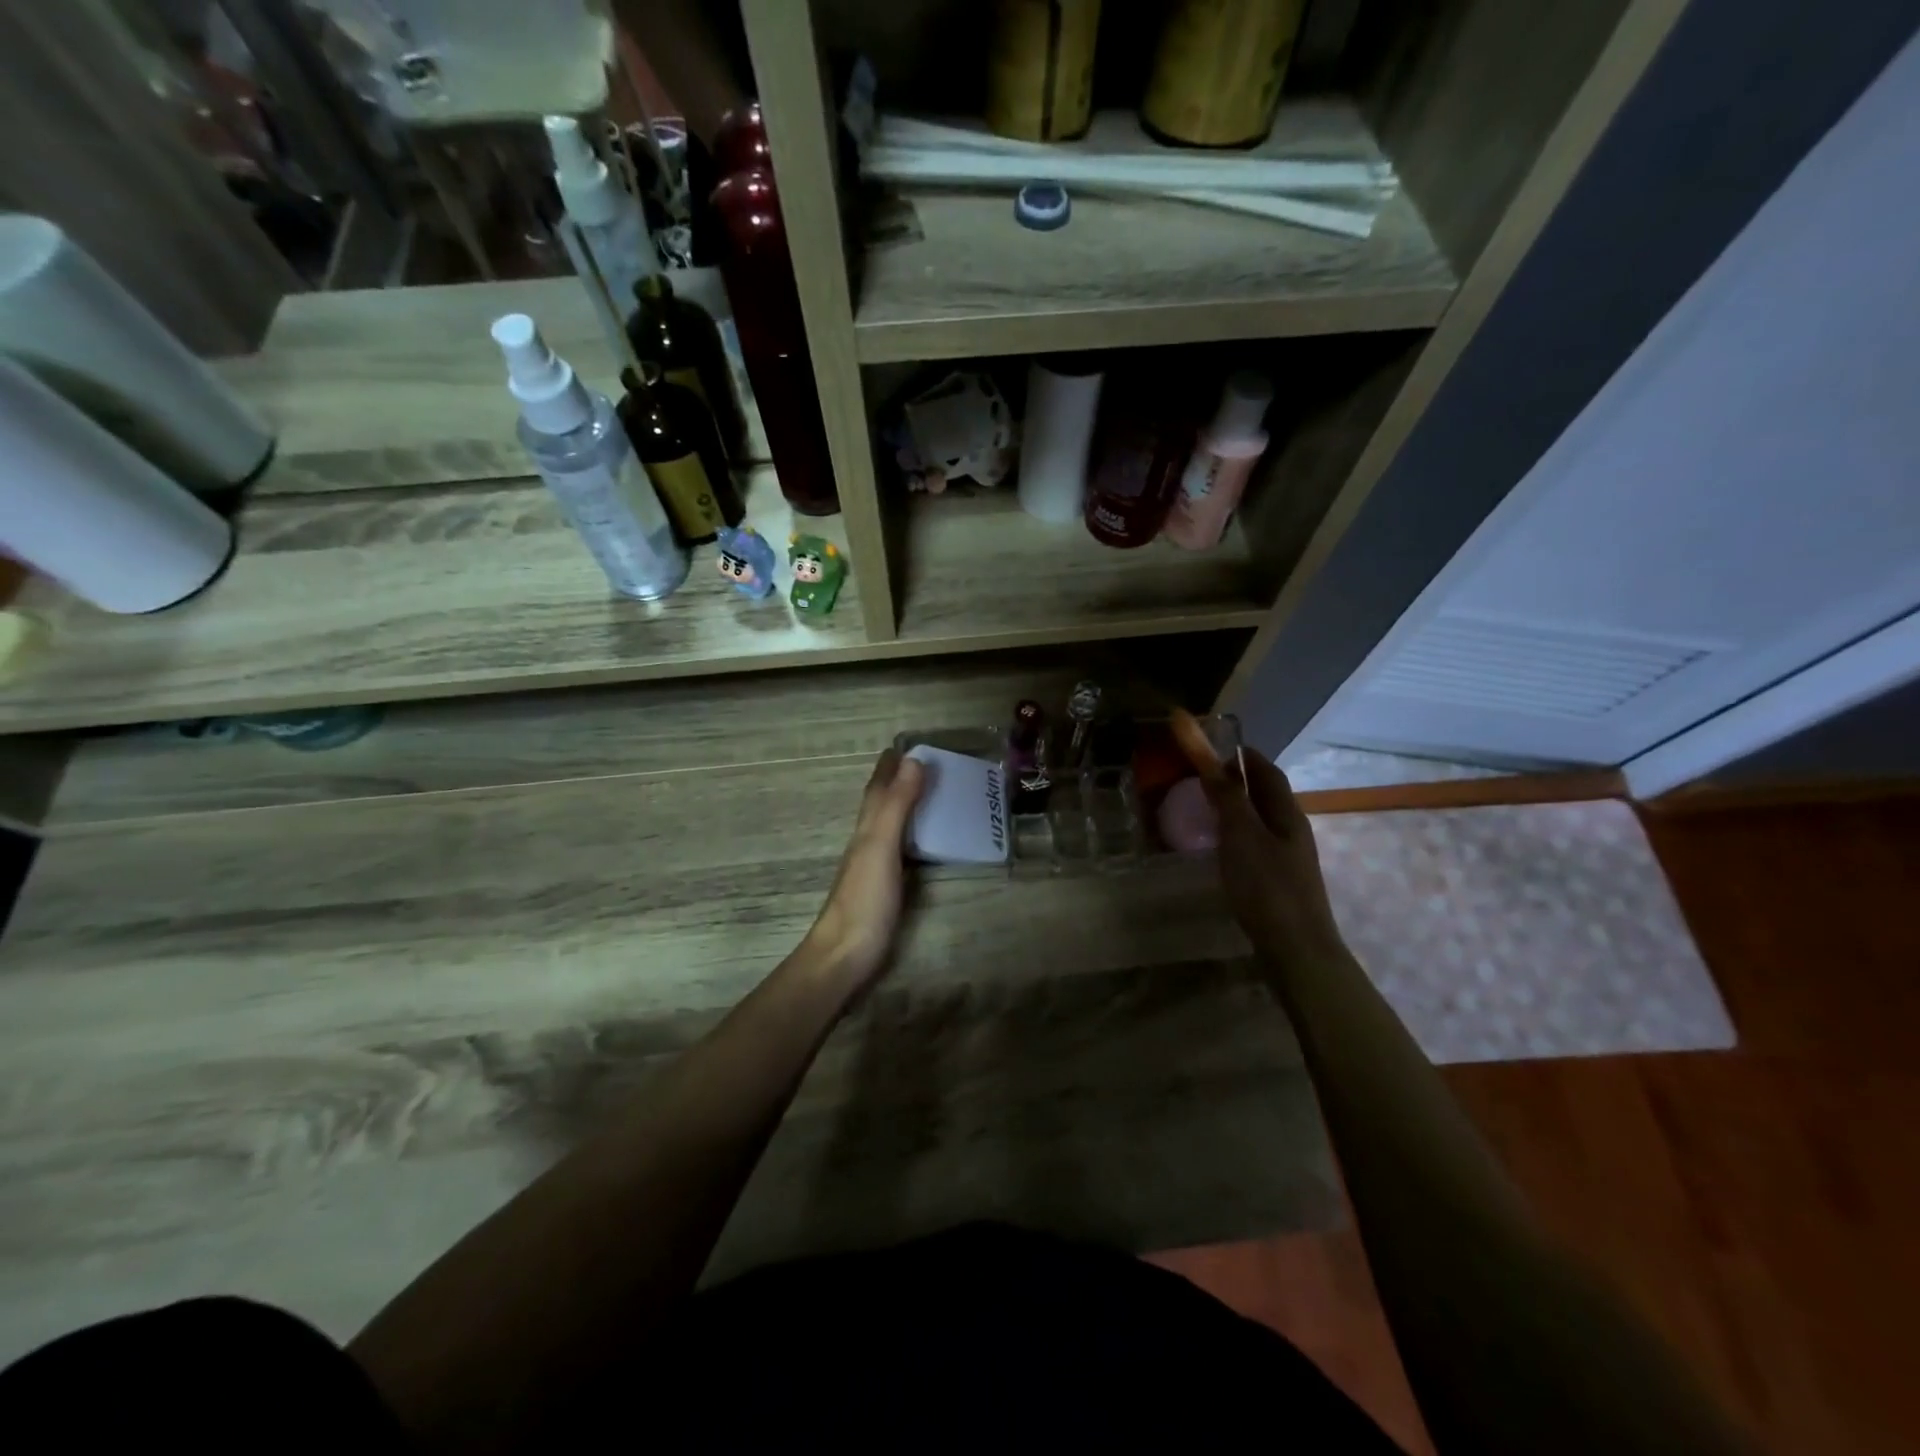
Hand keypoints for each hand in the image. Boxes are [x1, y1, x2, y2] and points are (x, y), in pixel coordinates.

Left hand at [802, 749, 926, 992]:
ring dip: (905, 808)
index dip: (889, 768)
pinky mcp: (885, 891)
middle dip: (898, 783)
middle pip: (881, 805)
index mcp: (867, 829)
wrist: (845, 956)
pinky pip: (901, 851)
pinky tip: (924, 844)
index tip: (904, 746)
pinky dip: (912, 838)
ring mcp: (875, 868)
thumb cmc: (864, 900)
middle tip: (925, 766)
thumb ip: (896, 806)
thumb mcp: (881, 846)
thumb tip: (912, 761)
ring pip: (890, 827)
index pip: (877, 789)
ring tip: (930, 796)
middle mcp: (868, 843)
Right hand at [1200, 746, 1348, 966]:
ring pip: (1262, 821)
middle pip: (1267, 795)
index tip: (1215, 748)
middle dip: (1239, 781)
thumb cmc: (1267, 887)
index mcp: (1287, 814)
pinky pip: (1257, 844)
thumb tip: (1212, 762)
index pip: (1267, 772)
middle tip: (1203, 779)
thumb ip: (1227, 798)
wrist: (1297, 950)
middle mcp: (1293, 830)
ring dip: (1237, 808)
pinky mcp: (1280, 881)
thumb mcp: (1241, 836)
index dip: (1243, 757)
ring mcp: (1289, 858)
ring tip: (1206, 810)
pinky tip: (1221, 849)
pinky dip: (1237, 834)